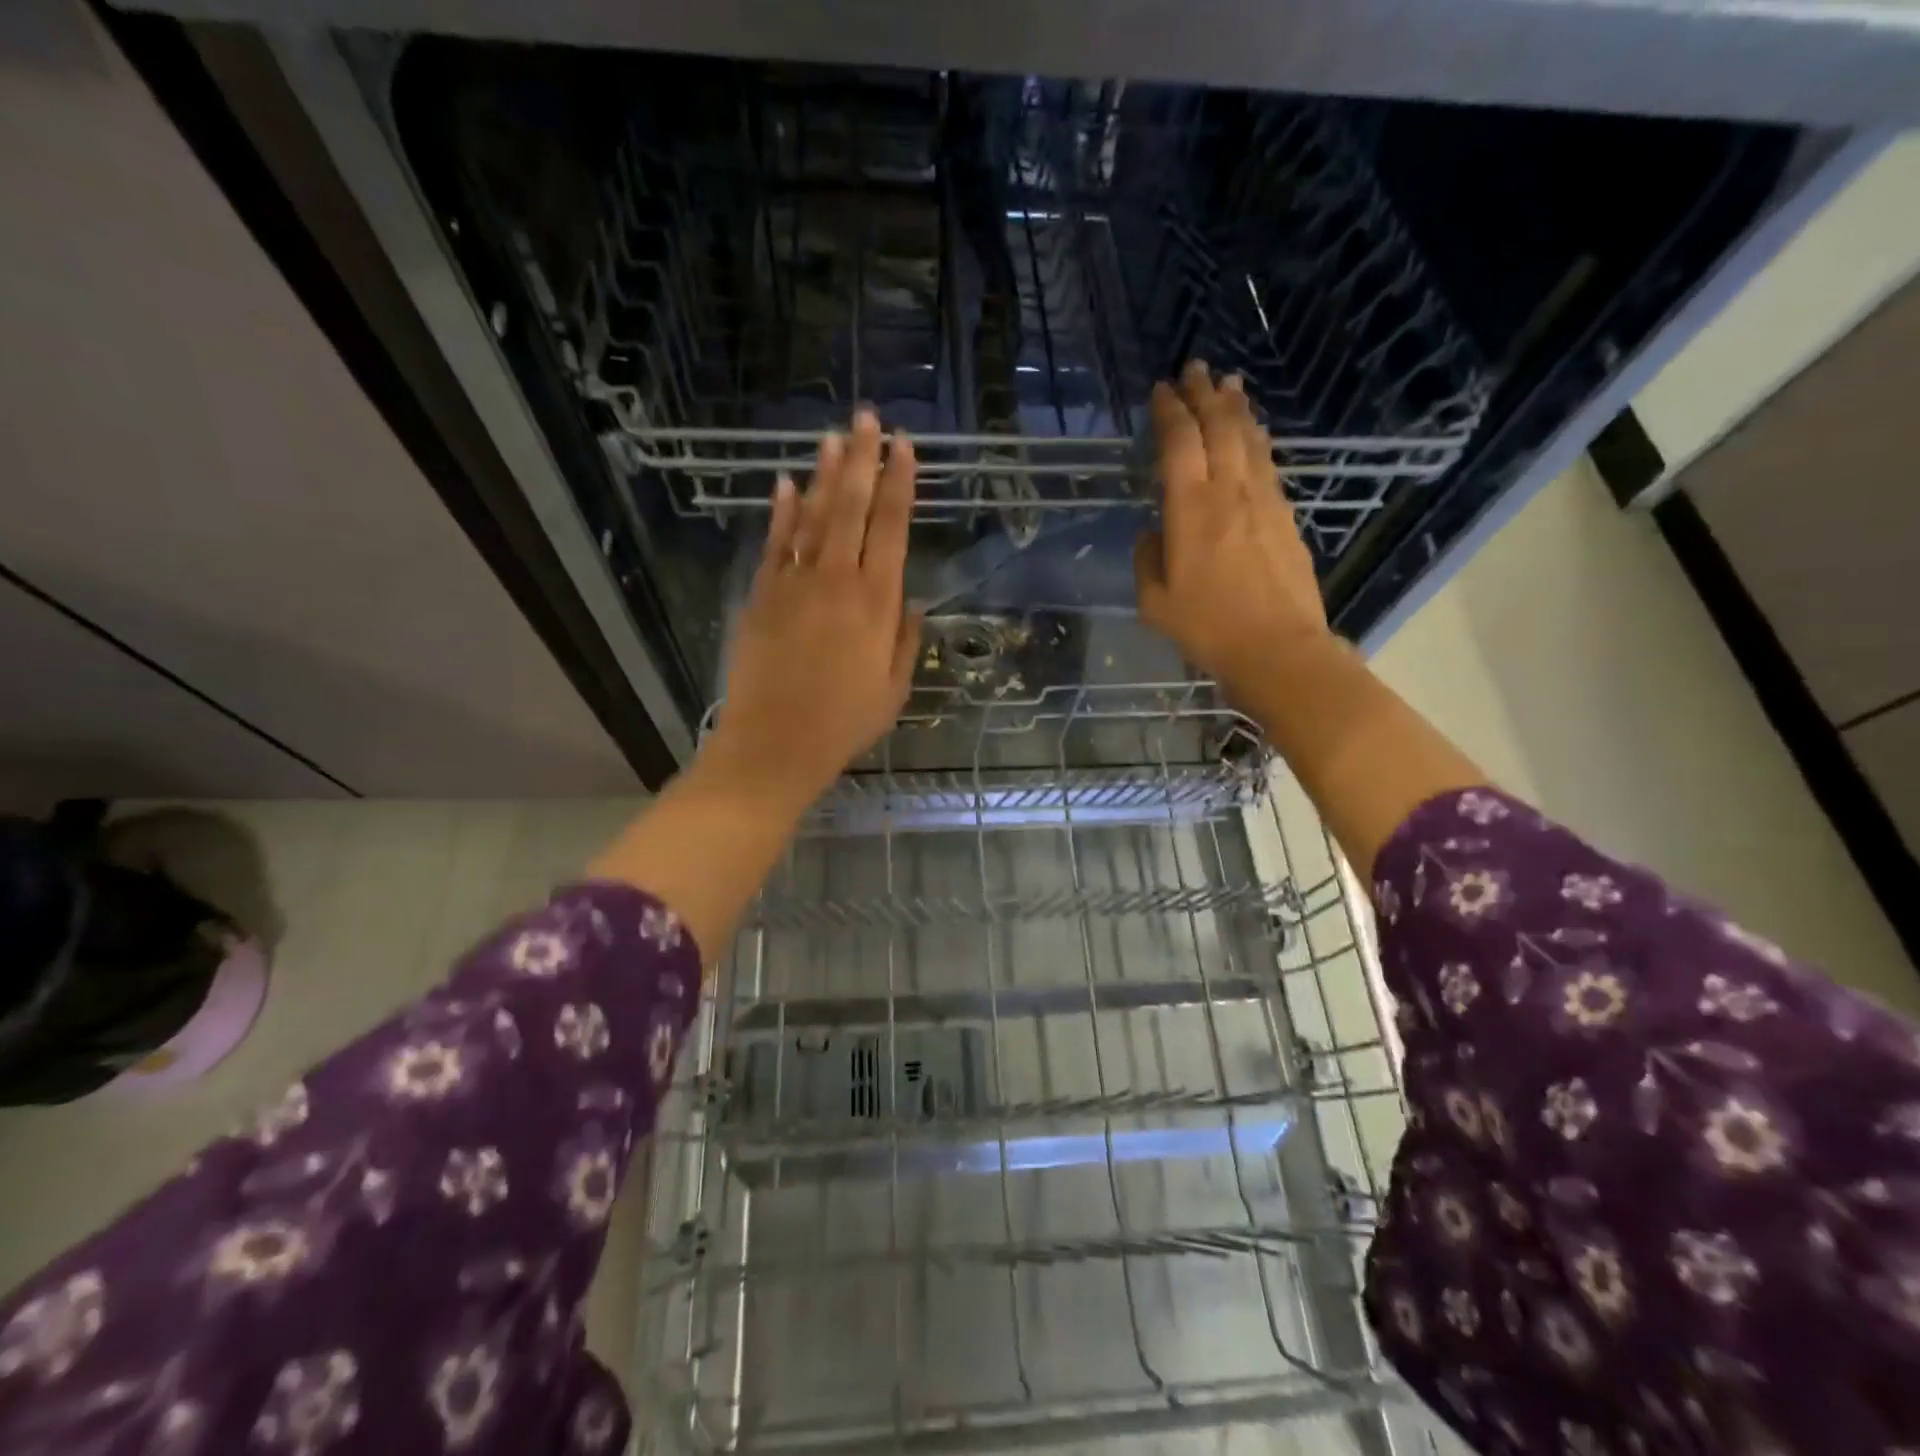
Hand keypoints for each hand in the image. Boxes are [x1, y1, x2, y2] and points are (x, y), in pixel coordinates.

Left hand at [703, 410, 922, 812]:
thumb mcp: (894, 690)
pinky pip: (775, 544)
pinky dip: (782, 512)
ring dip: (826, 475)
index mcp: (877, 604)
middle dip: (864, 460)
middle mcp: (837, 581)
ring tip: (834, 437)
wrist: (774, 745)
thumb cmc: (843, 724)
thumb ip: (906, 640)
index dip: (900, 484)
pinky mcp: (761, 596)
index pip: (892, 528)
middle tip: (869, 418)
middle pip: (853, 508)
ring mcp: (794, 584)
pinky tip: (787, 484)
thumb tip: (913, 601)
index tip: (905, 447)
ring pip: (814, 516)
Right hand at [1134, 361, 1333, 694]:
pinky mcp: (1285, 516)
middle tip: (1196, 368)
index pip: (1179, 443)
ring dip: (1236, 409)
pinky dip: (1257, 441)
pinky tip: (1254, 435)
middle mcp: (1229, 491)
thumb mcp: (1154, 602)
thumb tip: (1156, 533)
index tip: (1162, 389)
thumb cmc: (1207, 628)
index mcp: (1190, 509)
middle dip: (1205, 394)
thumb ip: (1148, 559)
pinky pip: (1267, 464)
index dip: (1170, 411)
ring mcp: (1263, 500)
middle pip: (1219, 427)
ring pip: (1249, 440)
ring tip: (1229, 385)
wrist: (1278, 648)